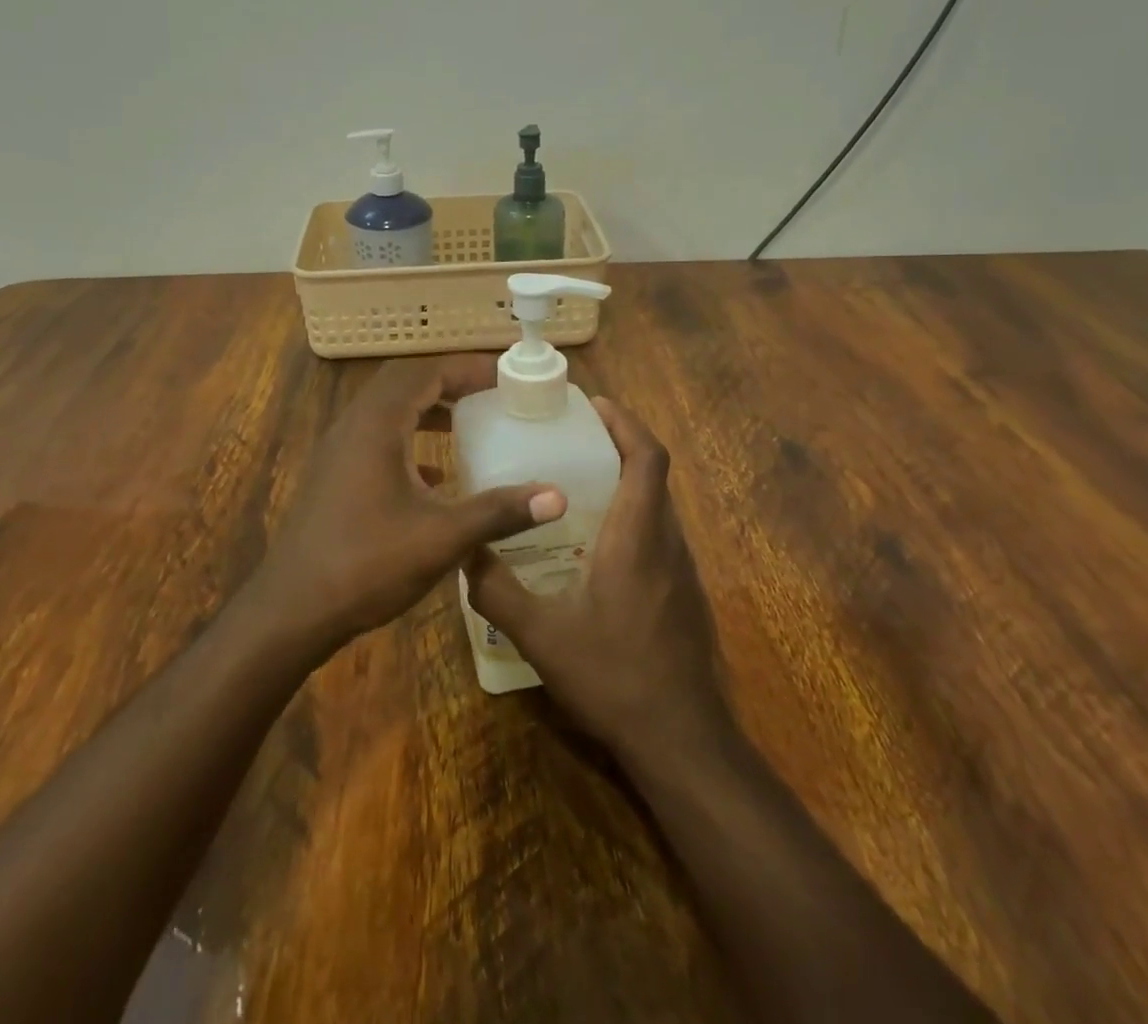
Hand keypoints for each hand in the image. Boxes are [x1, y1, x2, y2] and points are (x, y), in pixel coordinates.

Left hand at [252, 354, 566, 652]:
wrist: (293, 609)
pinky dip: (408, 437)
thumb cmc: (367, 564)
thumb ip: (498, 512)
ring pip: (387, 409)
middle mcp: (354, 426)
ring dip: (427, 406)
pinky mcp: (334, 475)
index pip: (426, 372)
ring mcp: (338, 450)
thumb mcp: (441, 538)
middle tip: (491, 392)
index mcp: (377, 425)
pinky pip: (376, 437)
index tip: (506, 376)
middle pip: (404, 381)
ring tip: (468, 420)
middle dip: (449, 380)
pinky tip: (433, 472)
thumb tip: (556, 496)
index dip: (468, 368)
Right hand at [462, 398, 729, 758]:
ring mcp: (682, 570)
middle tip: (572, 439)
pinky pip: (659, 534)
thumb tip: (465, 553)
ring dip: (626, 481)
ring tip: (577, 482)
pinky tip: (596, 546)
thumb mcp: (542, 635)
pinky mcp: (683, 594)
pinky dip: (633, 516)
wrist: (683, 742)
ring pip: (658, 505)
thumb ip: (498, 590)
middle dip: (619, 445)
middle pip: (653, 474)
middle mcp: (667, 542)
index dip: (625, 422)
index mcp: (638, 536)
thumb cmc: (614, 677)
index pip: (647, 457)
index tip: (593, 405)